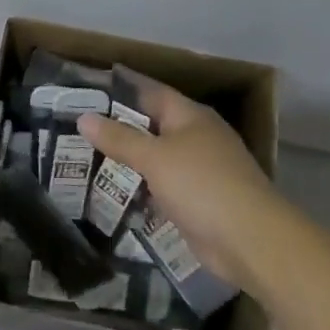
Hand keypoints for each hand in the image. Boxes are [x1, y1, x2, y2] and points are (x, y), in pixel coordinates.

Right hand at [78, 71, 276, 290]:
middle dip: (118, 126)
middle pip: (151, 125)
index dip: (121, 87)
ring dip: (128, 160)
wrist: (252, 242)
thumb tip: (83, 118)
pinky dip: (141, 188)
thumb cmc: (202, 185)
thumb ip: (118, 138)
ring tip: (86, 156)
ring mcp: (200, 170)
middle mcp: (196, 137)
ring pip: (155, 158)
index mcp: (190, 116)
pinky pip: (162, 186)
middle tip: (78, 124)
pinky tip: (114, 192)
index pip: (150, 91)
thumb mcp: (154, 158)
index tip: (88, 87)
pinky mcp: (199, 200)